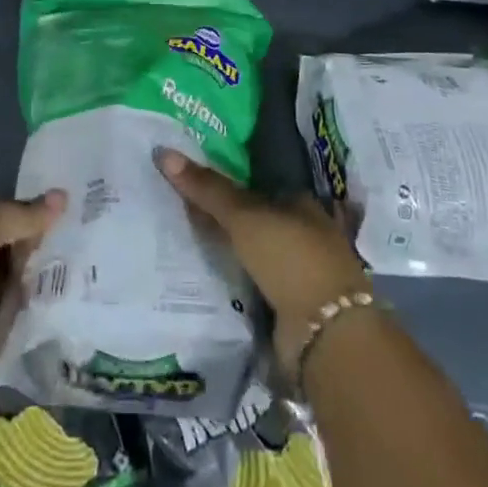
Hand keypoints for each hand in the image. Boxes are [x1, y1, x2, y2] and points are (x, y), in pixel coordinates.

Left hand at [0, 191, 65, 408]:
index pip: (11, 209)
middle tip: (85, 254)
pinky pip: (6, 317)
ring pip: (12, 281)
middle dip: (42, 252)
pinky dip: (24, 316)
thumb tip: (64, 196)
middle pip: (14, 246)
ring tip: (78, 282)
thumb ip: (26, 215)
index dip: (40, 214)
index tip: (78, 218)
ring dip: (35, 284)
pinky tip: (57, 311)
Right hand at [156, 147, 368, 370]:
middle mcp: (304, 233)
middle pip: (256, 219)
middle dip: (225, 217)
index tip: (194, 177)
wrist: (325, 334)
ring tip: (182, 239)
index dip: (228, 180)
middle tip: (179, 207)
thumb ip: (207, 188)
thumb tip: (163, 151)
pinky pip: (252, 283)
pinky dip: (233, 279)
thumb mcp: (244, 216)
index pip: (259, 184)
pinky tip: (204, 273)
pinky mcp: (289, 307)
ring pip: (254, 252)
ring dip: (229, 250)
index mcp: (301, 203)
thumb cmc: (290, 258)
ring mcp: (298, 272)